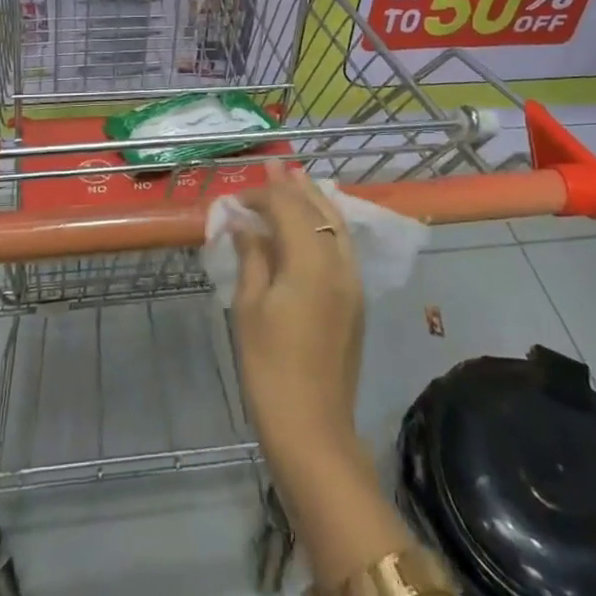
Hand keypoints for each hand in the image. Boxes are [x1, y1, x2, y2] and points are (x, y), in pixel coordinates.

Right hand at [231, 163, 365, 472]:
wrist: (313, 428)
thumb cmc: (269, 367)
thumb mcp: (249, 307)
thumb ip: (251, 256)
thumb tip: (244, 223)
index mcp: (311, 261)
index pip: (288, 208)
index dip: (264, 194)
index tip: (239, 195)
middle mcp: (339, 262)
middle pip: (319, 209)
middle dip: (295, 187)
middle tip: (275, 167)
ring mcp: (353, 281)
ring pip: (338, 225)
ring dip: (316, 201)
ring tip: (298, 182)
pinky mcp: (356, 300)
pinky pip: (343, 245)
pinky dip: (327, 224)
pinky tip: (314, 224)